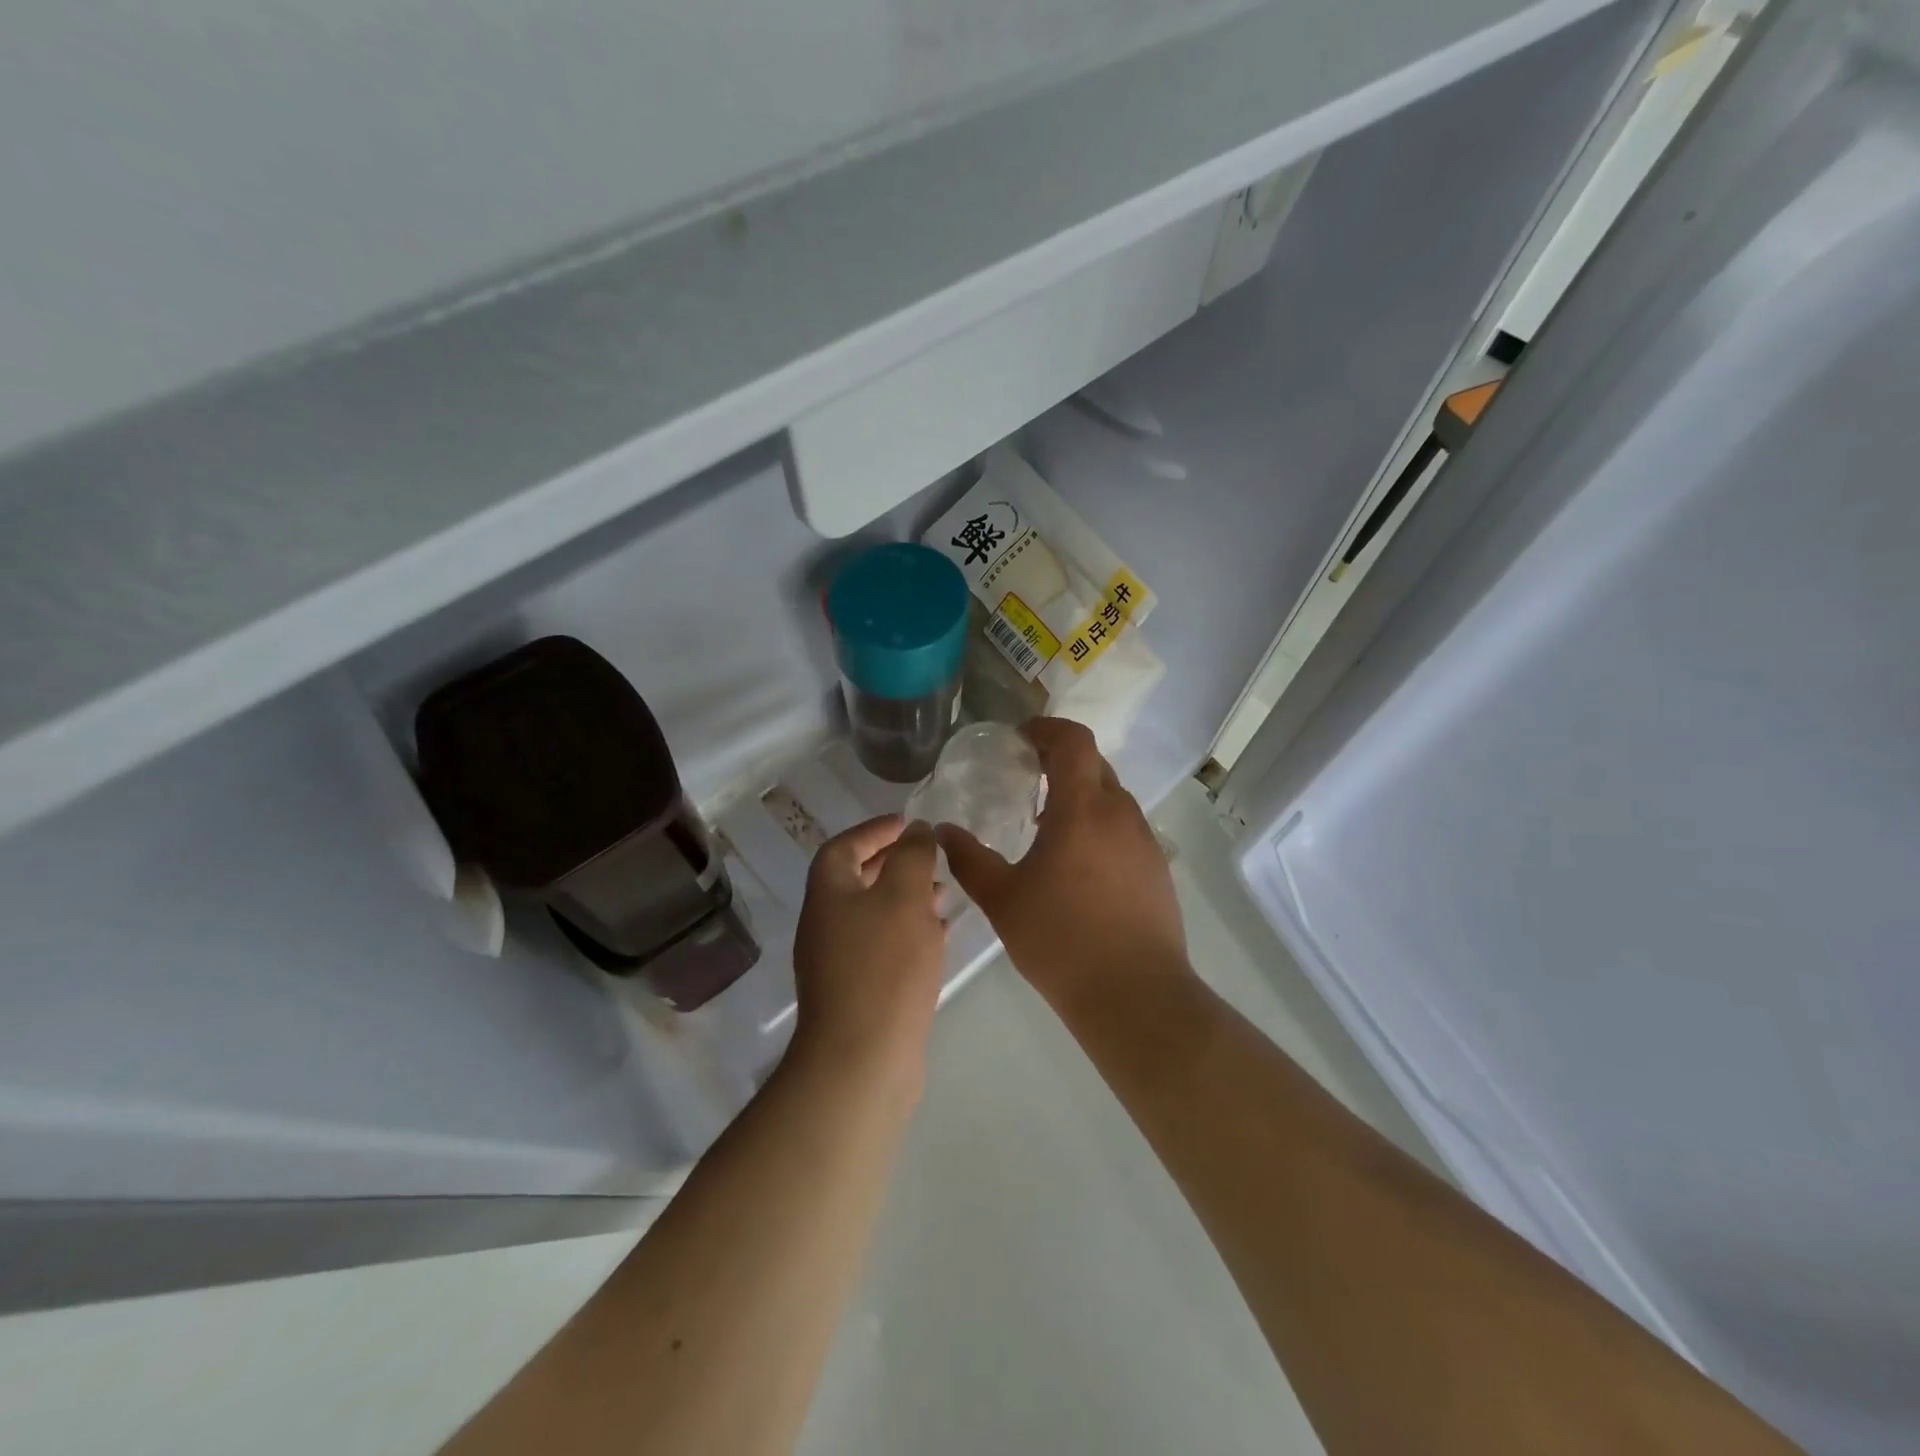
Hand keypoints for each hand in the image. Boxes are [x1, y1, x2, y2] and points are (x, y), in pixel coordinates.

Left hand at [790, 815, 946, 1097]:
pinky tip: (938, 937)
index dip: (874, 830)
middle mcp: (826, 925)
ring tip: (943, 894)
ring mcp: (838, 963)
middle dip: (893, 863)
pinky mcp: (857, 993)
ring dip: (905, 898)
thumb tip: (916, 830)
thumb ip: (912, 856)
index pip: (843, 847)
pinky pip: (883, 947)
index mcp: (828, 895)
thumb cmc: (884, 967)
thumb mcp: (904, 897)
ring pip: (873, 915)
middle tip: (928, 856)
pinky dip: (908, 932)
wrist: (862, 1060)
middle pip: (856, 880)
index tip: (908, 823)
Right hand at [937, 718, 1187, 1010]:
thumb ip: (969, 859)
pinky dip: (1099, 824)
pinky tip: (1077, 863)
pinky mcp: (1157, 868)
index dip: (1046, 729)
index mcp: (1082, 808)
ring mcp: (1144, 840)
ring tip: (1046, 823)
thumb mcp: (1002, 899)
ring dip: (1080, 794)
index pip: (1073, 740)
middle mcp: (1120, 813)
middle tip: (1026, 777)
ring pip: (1112, 796)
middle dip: (1060, 759)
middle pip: (1093, 763)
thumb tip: (943, 832)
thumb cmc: (1060, 940)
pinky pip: (1125, 827)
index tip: (1019, 739)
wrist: (1134, 995)